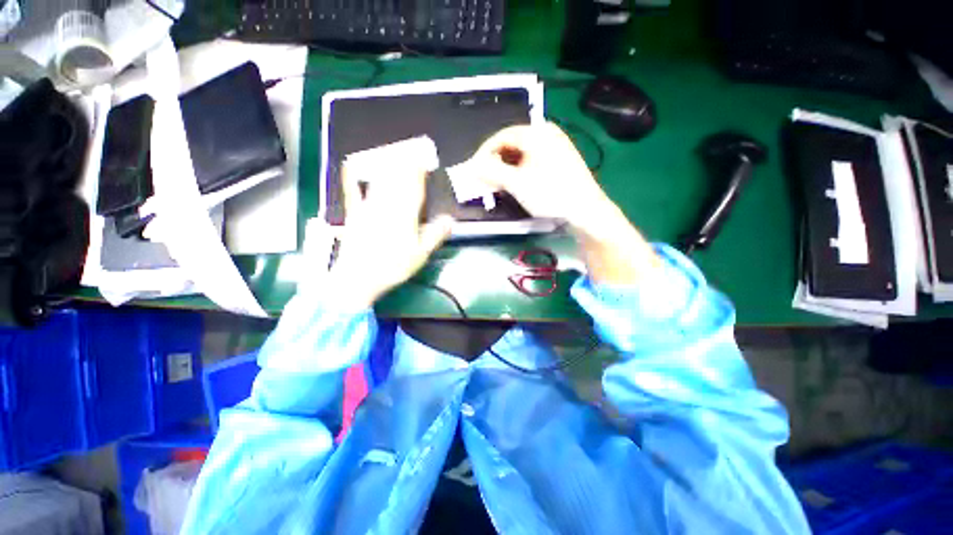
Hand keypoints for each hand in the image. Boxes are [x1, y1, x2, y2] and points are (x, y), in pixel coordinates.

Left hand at [329, 165, 452, 307]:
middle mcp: (386, 206)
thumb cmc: (393, 267)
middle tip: (409, 151)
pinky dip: (354, 179)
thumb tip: (450, 219)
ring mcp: (368, 209)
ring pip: (379, 182)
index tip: (422, 158)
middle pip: (396, 180)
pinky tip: (352, 167)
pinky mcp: (354, 215)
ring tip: (392, 154)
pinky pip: (354, 192)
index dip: (418, 171)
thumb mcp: (420, 254)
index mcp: (405, 215)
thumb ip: (435, 235)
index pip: (413, 187)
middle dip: (404, 164)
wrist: (358, 277)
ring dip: (387, 167)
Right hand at [474, 122, 659, 285]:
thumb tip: (472, 167)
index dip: (484, 153)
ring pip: (522, 154)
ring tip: (500, 184)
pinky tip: (518, 184)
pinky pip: (533, 160)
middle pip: (511, 144)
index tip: (474, 170)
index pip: (501, 136)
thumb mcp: (517, 183)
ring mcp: (556, 146)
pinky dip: (521, 170)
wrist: (586, 210)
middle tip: (486, 180)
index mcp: (536, 132)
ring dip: (507, 168)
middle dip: (496, 162)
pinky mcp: (560, 159)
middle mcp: (547, 133)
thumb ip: (491, 172)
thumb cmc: (550, 194)